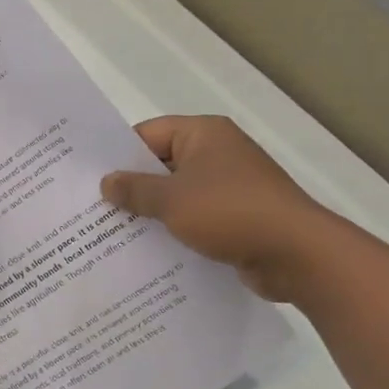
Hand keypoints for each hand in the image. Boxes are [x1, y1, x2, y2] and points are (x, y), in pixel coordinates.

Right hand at [100, 116, 336, 301]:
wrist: (298, 255)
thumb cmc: (230, 213)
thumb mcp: (171, 200)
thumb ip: (134, 190)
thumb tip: (106, 182)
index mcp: (203, 134)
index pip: (147, 134)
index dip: (118, 155)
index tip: (90, 178)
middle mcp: (218, 152)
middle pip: (161, 164)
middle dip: (131, 187)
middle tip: (93, 207)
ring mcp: (230, 185)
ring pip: (177, 193)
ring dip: (151, 211)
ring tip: (112, 231)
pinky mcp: (237, 216)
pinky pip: (195, 216)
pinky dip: (174, 228)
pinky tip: (147, 248)